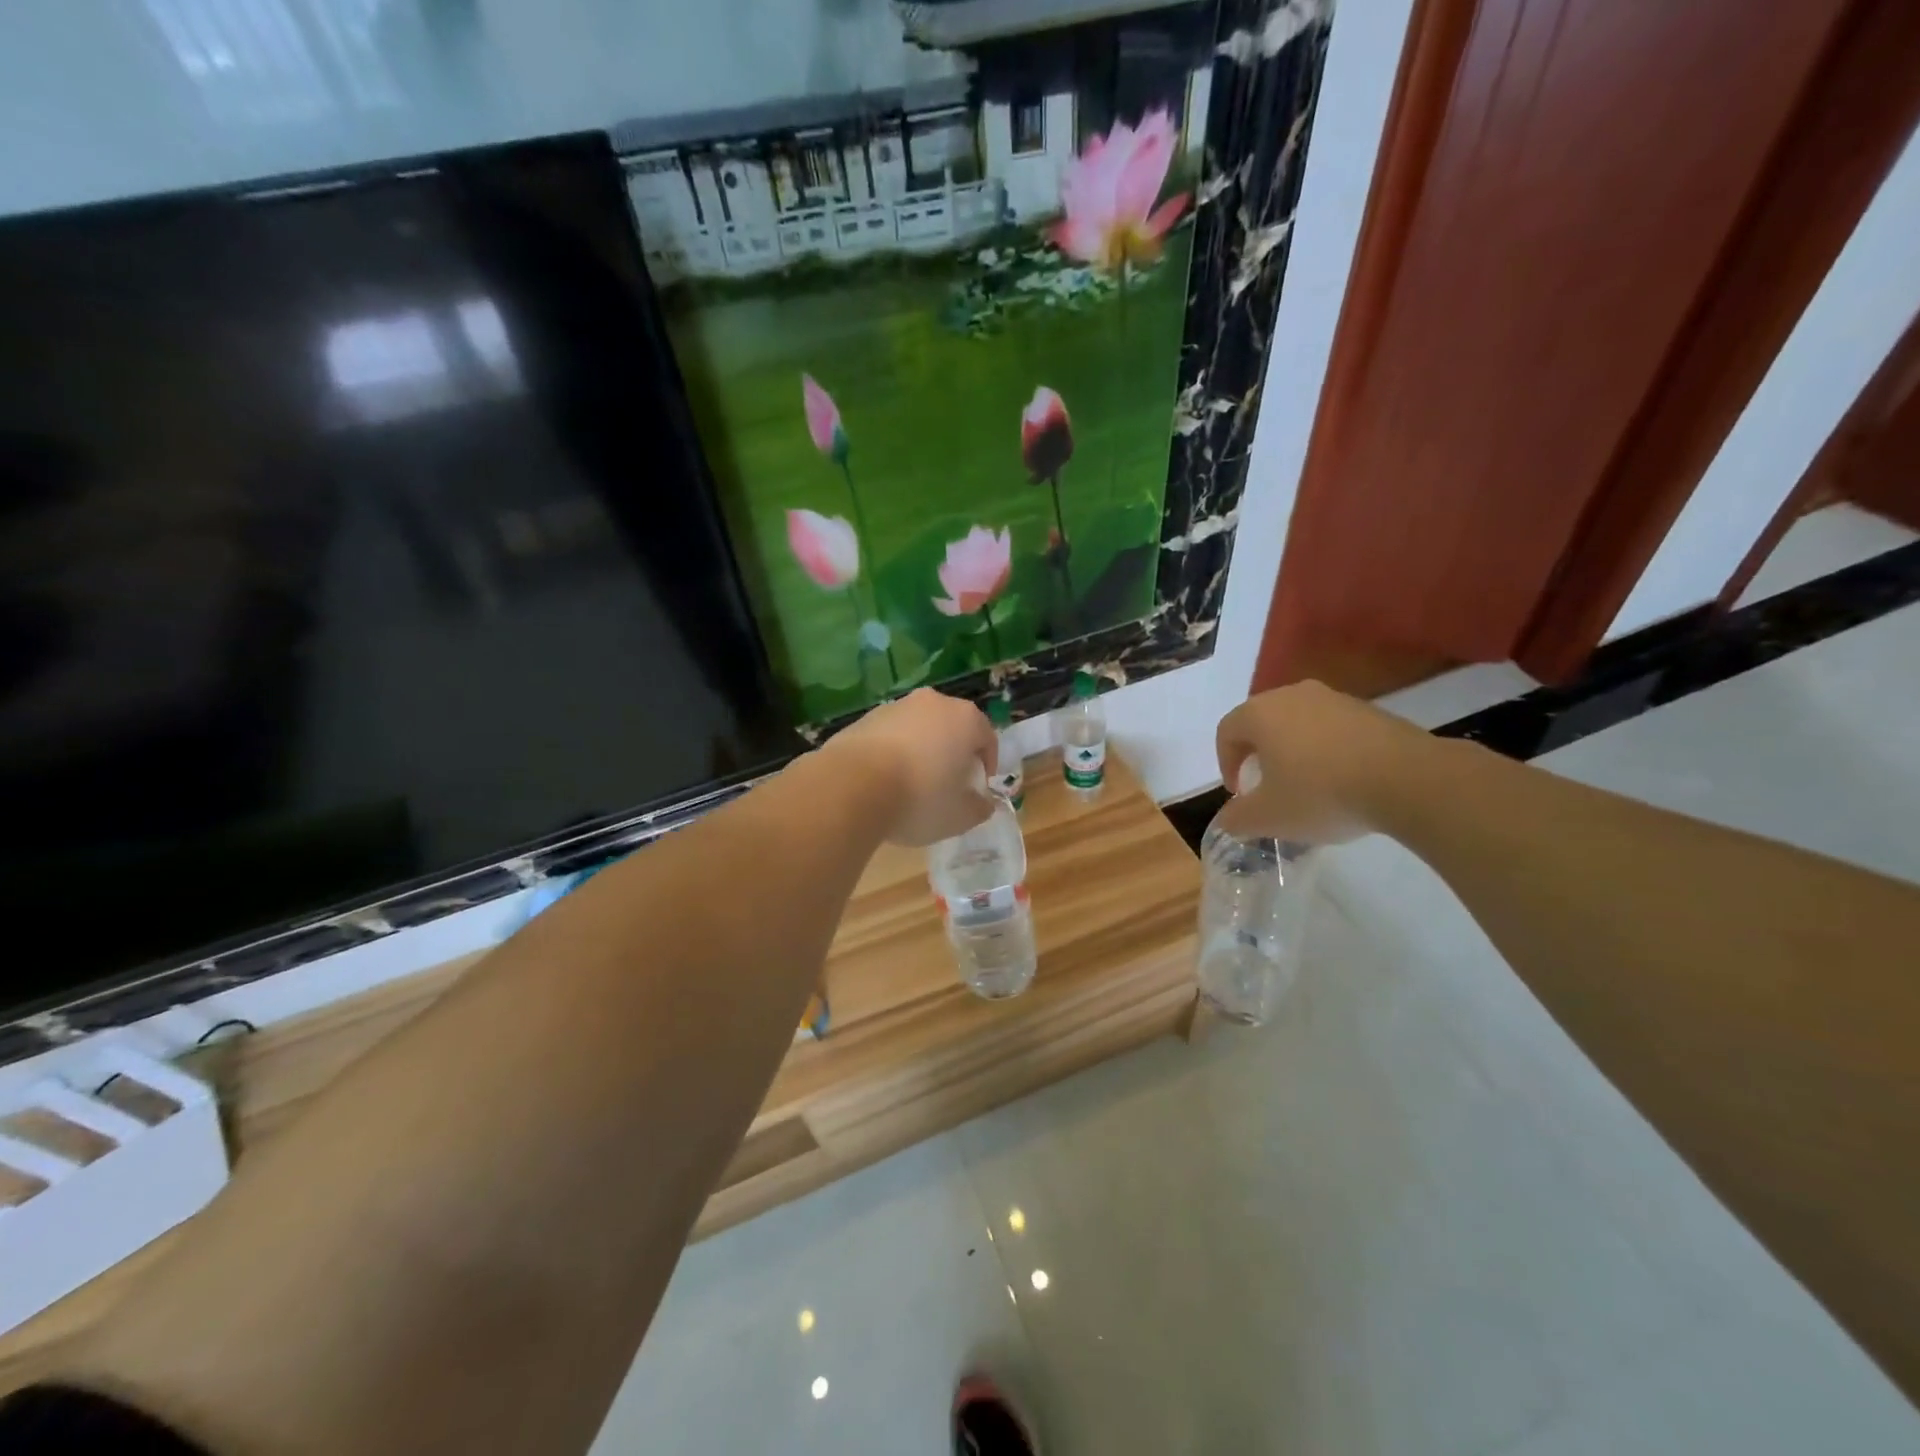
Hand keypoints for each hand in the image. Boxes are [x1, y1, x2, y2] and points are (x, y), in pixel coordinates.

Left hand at [821, 688, 998, 846]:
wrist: (852, 786)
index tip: (978, 788)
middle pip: (952, 728)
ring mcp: (896, 707)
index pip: (987, 739)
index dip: (986, 765)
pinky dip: (892, 753)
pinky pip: (890, 736)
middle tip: (948, 785)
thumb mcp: (960, 816)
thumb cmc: (920, 798)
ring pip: (919, 729)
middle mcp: (933, 703)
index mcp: (966, 719)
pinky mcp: (865, 718)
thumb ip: (979, 808)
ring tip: (912, 785)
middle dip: (953, 754)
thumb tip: (983, 803)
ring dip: (921, 751)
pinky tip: (883, 781)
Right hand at [1213, 681, 1432, 843]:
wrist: (1408, 780)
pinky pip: (1333, 728)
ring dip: (1294, 752)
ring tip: (1307, 786)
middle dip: (1259, 755)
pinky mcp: (1370, 710)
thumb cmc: (1321, 793)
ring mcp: (1335, 698)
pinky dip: (1327, 751)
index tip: (1239, 794)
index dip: (1226, 764)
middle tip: (1267, 787)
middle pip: (1262, 723)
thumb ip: (1237, 818)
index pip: (1227, 732)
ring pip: (1299, 724)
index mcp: (1260, 713)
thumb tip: (1227, 819)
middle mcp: (1293, 695)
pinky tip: (1343, 781)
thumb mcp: (1268, 817)